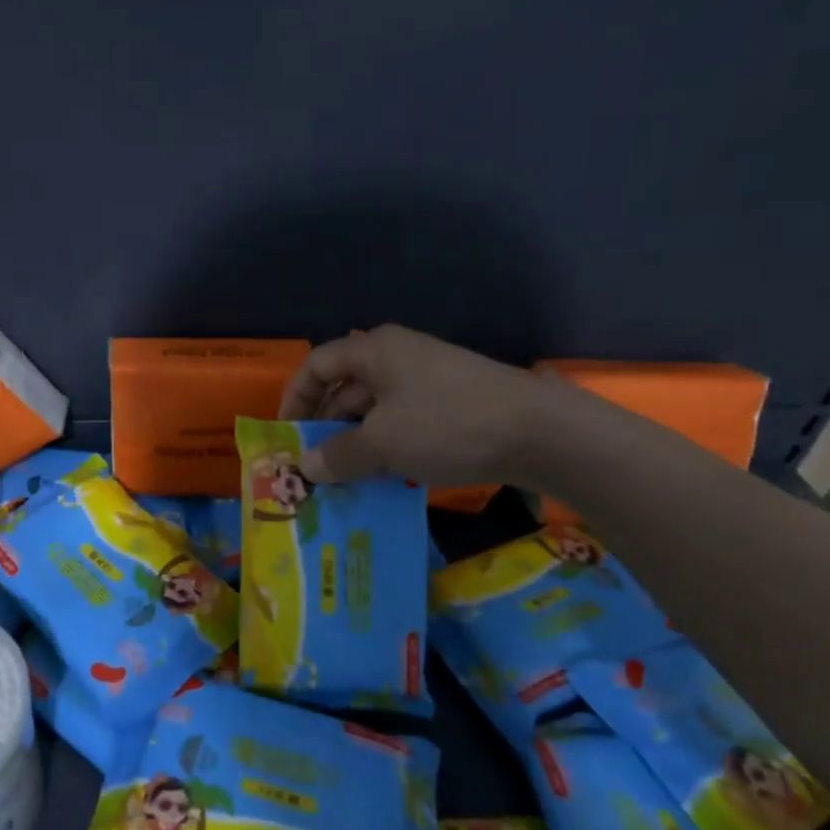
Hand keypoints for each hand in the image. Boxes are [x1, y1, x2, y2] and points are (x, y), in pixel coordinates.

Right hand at [278, 325, 559, 487]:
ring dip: (357, 442)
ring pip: (376, 408)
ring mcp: (428, 378)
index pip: (317, 365)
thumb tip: (306, 468)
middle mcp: (397, 356)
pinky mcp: (452, 402)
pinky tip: (386, 476)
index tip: (288, 435)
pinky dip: (388, 445)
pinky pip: (404, 420)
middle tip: (314, 467)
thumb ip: (338, 456)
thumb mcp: (383, 444)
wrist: (541, 431)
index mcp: (374, 350)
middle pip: (345, 387)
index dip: (295, 397)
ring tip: (346, 479)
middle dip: (326, 427)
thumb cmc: (447, 424)